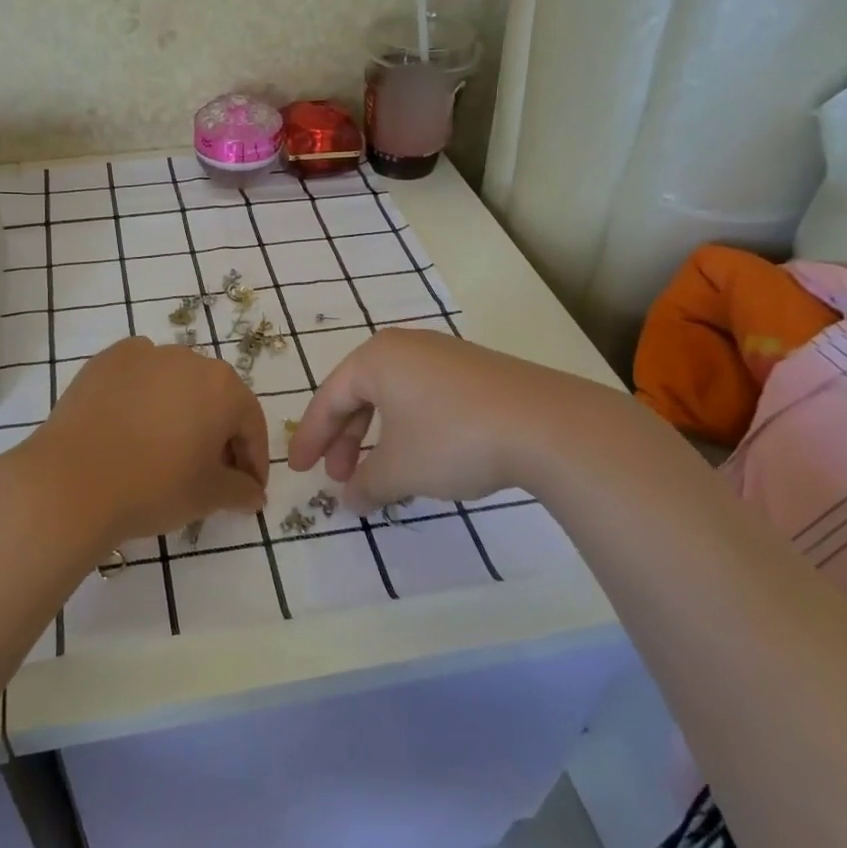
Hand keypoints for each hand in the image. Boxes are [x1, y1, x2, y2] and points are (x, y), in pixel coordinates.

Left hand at [10, 337, 269, 548]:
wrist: (72, 481)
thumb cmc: (154, 487)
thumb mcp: (208, 496)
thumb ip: (241, 490)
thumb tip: (254, 493)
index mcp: (223, 387)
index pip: (250, 423)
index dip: (253, 459)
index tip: (248, 488)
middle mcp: (189, 359)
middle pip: (215, 397)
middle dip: (218, 433)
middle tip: (210, 471)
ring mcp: (145, 354)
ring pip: (176, 382)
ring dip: (181, 410)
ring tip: (167, 447)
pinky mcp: (107, 359)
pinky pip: (139, 375)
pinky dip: (143, 395)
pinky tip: (132, 425)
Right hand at [288, 328, 584, 510]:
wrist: (547, 426)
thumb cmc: (453, 439)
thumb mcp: (400, 469)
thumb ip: (366, 484)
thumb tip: (350, 500)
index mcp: (376, 358)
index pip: (329, 397)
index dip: (311, 437)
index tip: (299, 470)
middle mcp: (406, 347)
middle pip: (360, 394)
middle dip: (345, 440)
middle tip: (340, 478)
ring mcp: (445, 356)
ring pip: (394, 398)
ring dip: (378, 437)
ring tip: (381, 475)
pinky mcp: (476, 373)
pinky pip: (425, 398)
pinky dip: (410, 429)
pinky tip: (422, 459)